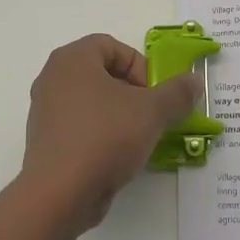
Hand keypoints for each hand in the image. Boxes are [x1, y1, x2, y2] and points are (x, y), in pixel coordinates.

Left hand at [22, 34, 202, 231]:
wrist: (59, 193)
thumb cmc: (105, 136)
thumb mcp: (152, 111)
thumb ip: (177, 92)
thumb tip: (195, 80)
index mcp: (72, 59)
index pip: (112, 46)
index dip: (139, 66)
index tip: (154, 94)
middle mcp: (53, 78)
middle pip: (102, 73)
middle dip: (132, 92)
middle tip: (150, 116)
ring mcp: (45, 111)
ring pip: (91, 102)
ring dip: (118, 115)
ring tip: (137, 139)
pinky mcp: (45, 141)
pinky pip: (79, 126)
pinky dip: (100, 135)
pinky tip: (116, 158)